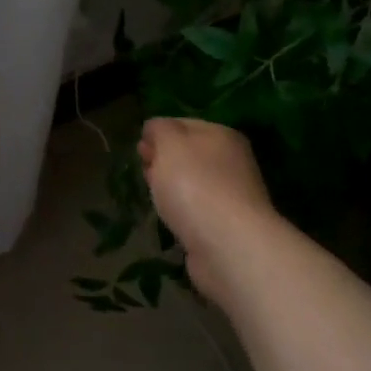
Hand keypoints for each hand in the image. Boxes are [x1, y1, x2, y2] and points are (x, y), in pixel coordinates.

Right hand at [138, 117, 278, 294]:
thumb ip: (160, 129)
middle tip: (143, 169)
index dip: (158, 132)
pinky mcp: (225, 226)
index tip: (138, 147)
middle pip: (189, 154)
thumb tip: (154, 129)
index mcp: (222, 135)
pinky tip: (170, 218)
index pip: (184, 124)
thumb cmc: (195, 185)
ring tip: (152, 194)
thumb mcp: (170, 144)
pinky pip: (196, 209)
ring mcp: (231, 195)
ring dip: (171, 186)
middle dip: (163, 159)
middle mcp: (232, 161)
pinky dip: (181, 211)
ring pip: (192, 183)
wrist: (228, 245)